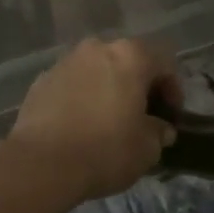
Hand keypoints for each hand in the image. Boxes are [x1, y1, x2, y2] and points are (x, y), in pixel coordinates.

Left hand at [6, 37, 180, 203]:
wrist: (41, 164)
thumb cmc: (105, 150)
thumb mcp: (147, 149)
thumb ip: (159, 132)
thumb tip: (160, 129)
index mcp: (130, 56)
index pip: (164, 62)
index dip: (173, 89)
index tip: (170, 116)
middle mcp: (97, 48)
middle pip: (128, 61)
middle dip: (138, 85)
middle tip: (141, 116)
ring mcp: (66, 62)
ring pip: (97, 70)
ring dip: (108, 89)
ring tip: (107, 121)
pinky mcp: (41, 81)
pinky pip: (71, 84)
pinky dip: (80, 98)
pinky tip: (79, 125)